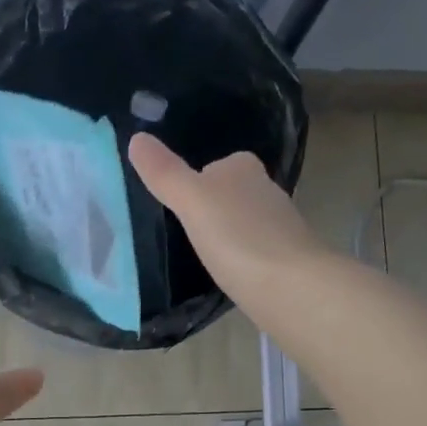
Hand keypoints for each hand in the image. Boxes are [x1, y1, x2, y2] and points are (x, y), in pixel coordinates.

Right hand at [128, 132, 328, 313]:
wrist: (290, 287)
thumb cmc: (237, 237)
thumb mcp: (192, 201)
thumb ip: (165, 173)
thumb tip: (136, 138)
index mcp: (243, 168)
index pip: (215, 166)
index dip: (196, 182)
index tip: (177, 206)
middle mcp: (266, 189)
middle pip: (230, 193)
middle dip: (213, 209)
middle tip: (185, 233)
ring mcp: (280, 225)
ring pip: (244, 222)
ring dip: (228, 234)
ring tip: (203, 255)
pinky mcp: (286, 258)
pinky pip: (254, 250)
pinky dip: (241, 258)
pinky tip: (228, 274)